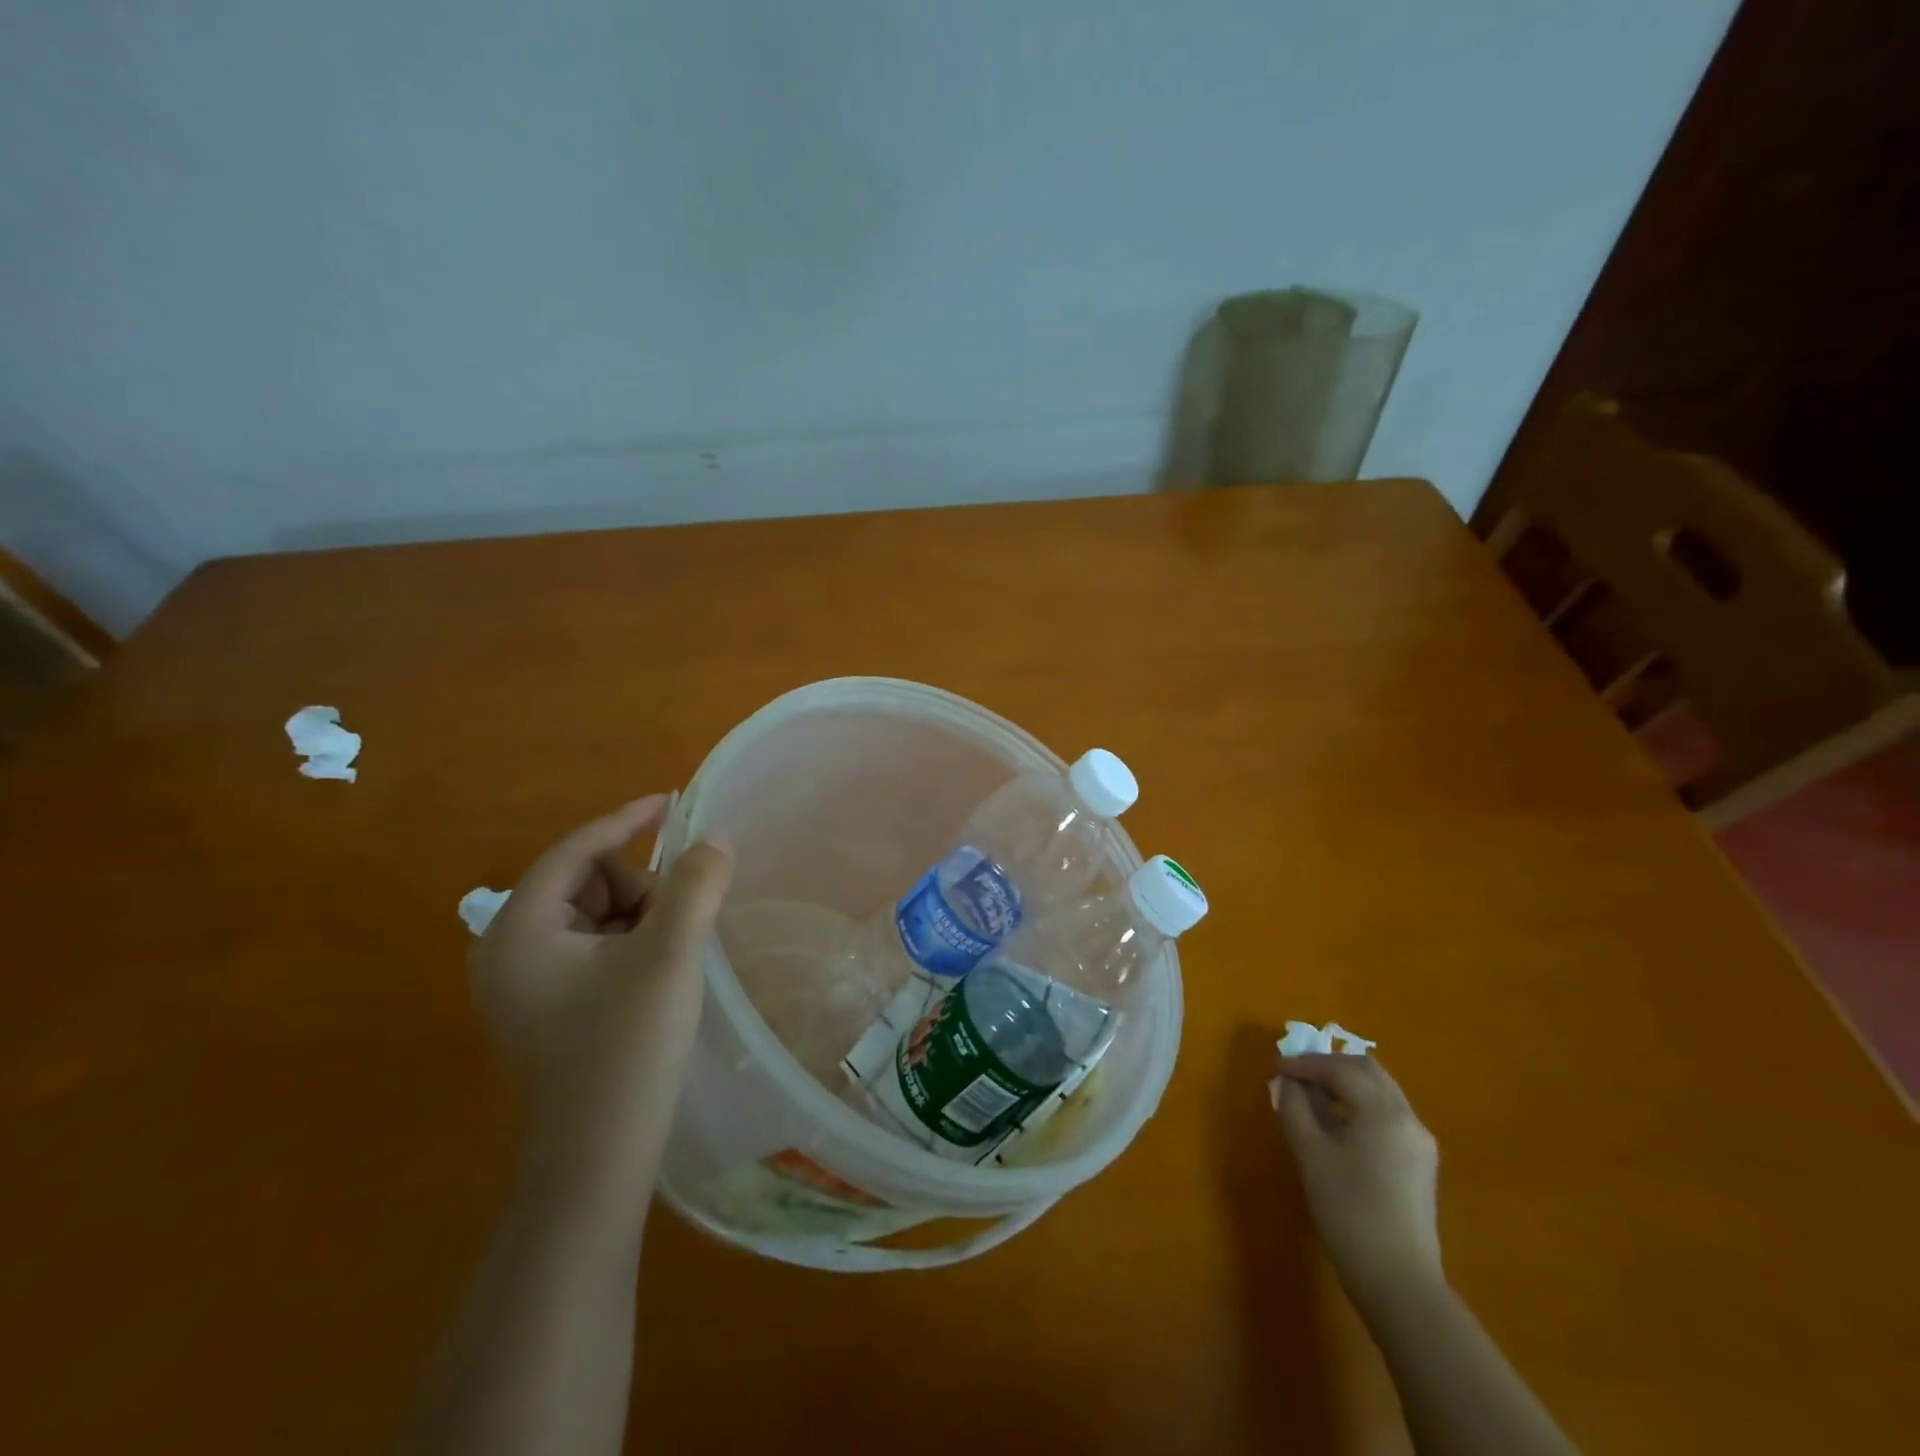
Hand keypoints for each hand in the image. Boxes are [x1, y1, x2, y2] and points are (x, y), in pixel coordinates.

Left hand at [471, 795, 733, 1198]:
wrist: (597, 1165)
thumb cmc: (626, 1050)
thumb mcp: (669, 955)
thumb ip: (694, 885)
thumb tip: (714, 839)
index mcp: (519, 930)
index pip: (576, 850)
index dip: (627, 820)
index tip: (672, 802)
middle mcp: (508, 951)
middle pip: (587, 882)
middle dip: (639, 890)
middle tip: (676, 928)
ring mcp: (524, 985)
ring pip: (595, 915)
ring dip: (640, 920)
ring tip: (669, 961)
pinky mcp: (546, 1010)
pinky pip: (594, 949)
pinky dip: (631, 946)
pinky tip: (656, 979)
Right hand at [1271, 1053, 1442, 1308]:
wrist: (1399, 1282)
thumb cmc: (1349, 1212)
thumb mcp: (1310, 1154)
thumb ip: (1295, 1108)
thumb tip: (1288, 1083)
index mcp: (1383, 1111)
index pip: (1340, 1069)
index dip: (1305, 1063)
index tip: (1276, 1068)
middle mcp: (1408, 1117)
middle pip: (1367, 1070)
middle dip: (1329, 1065)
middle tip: (1296, 1074)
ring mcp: (1420, 1141)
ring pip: (1381, 1090)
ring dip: (1346, 1082)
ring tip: (1312, 1095)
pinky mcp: (1420, 1162)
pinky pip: (1388, 1113)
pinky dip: (1360, 1103)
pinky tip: (1337, 1121)